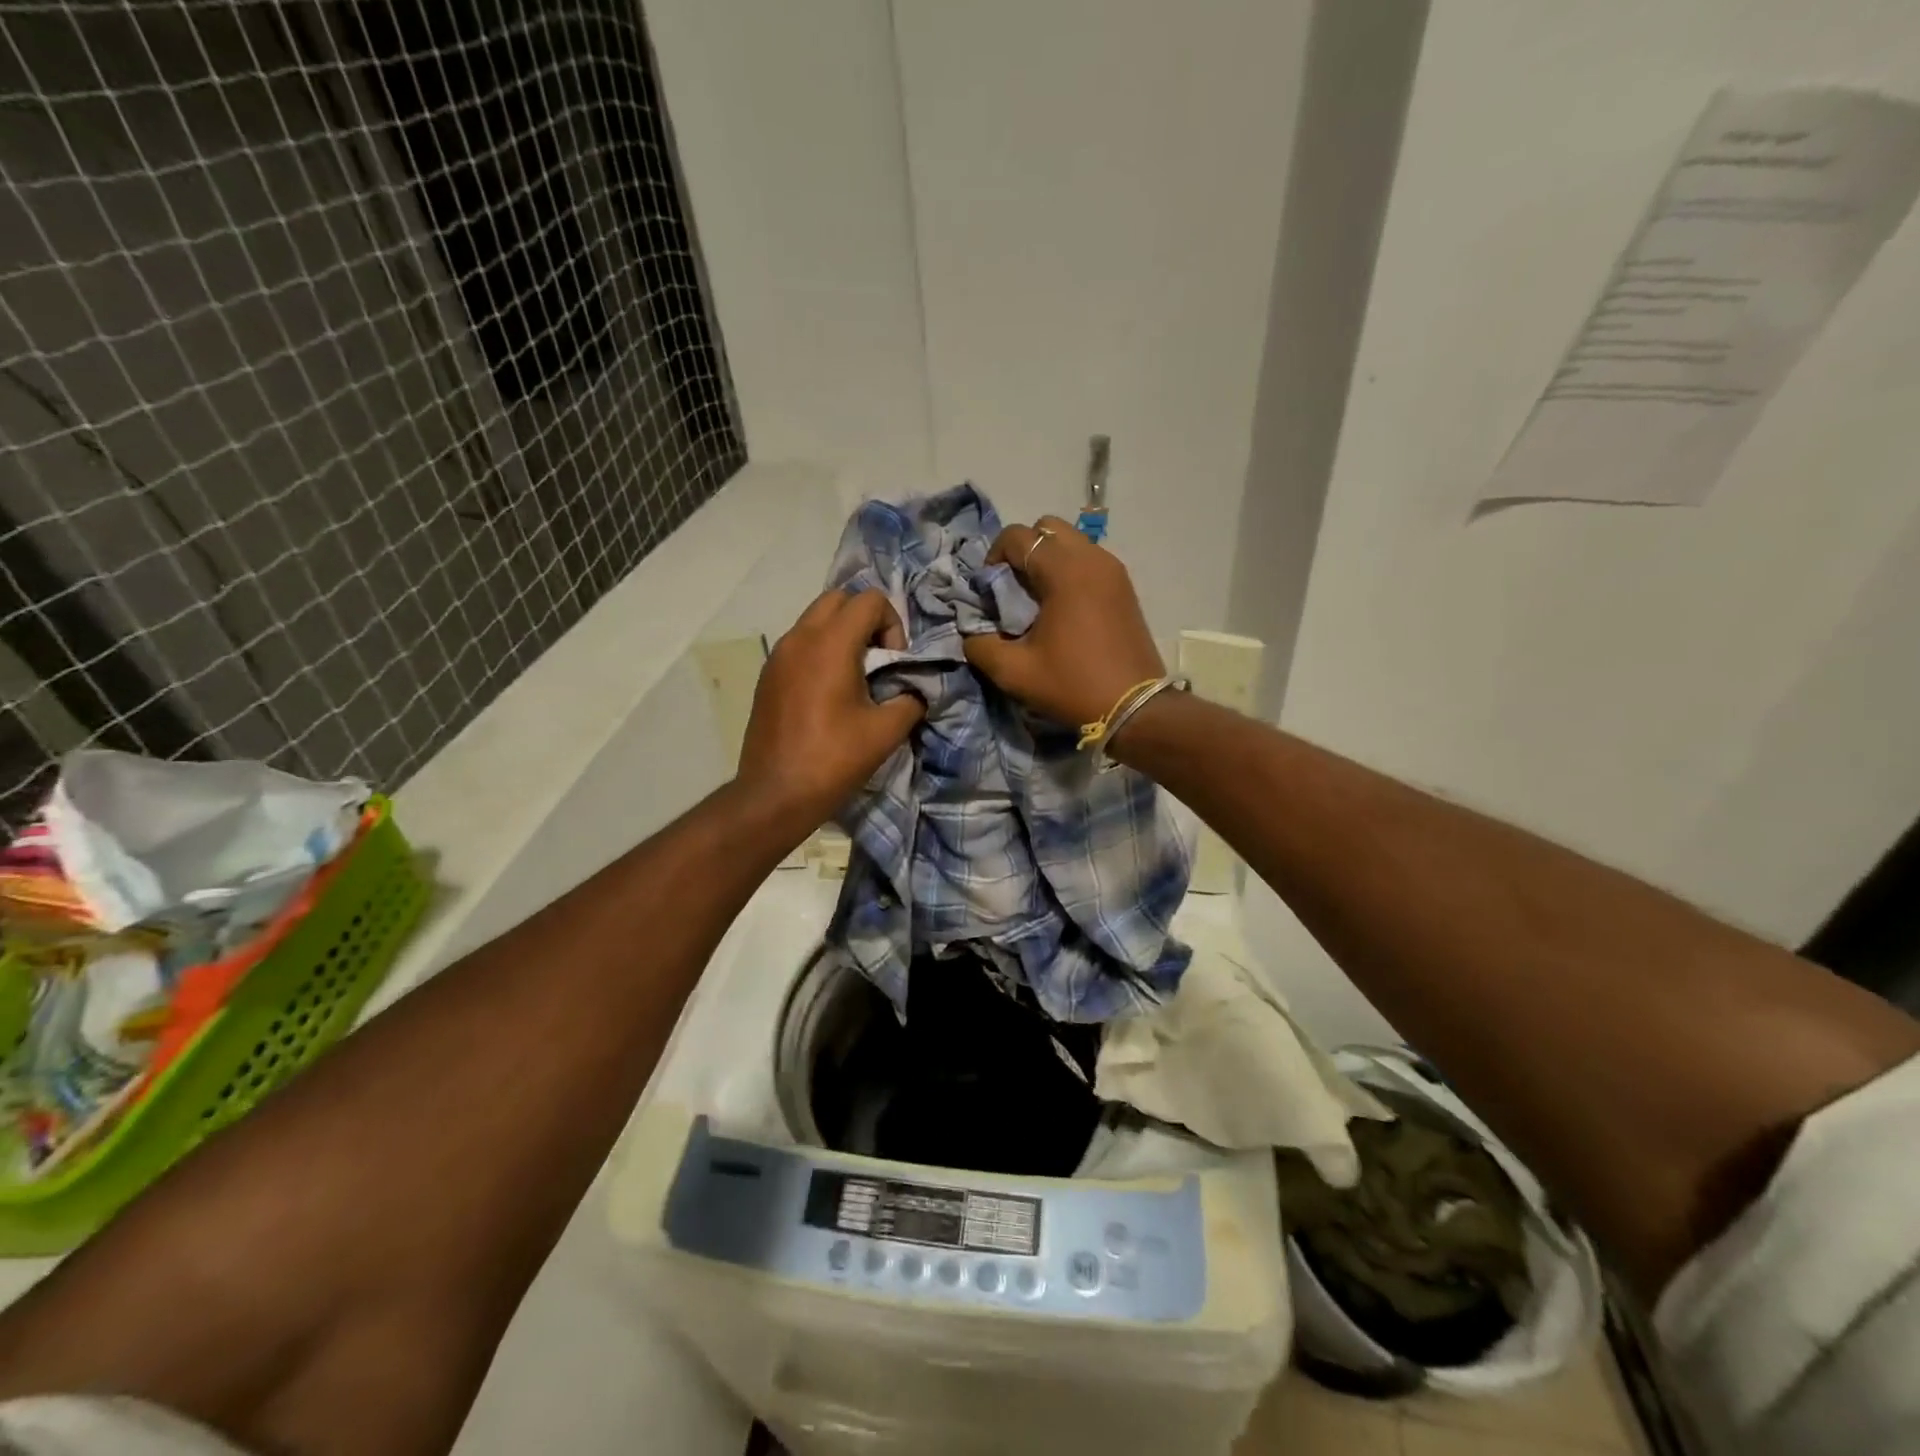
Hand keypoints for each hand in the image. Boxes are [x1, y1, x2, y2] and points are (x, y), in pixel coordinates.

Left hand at [737, 589, 924, 831]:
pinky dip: (821, 652)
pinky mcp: (768, 676)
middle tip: (877, 659)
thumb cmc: (833, 759)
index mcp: (830, 644)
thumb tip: (915, 691)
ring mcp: (778, 655)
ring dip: (841, 635)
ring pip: (815, 620)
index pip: (869, 599)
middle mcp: (800, 638)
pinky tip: (829, 694)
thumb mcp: (886, 731)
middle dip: (865, 620)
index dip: (892, 624)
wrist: (776, 794)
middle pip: (839, 599)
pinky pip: (800, 644)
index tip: (893, 662)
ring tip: (855, 677)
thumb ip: (910, 700)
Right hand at [963, 515, 1165, 727]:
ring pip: (1071, 542)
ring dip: (1048, 560)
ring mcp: (1113, 570)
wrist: (1135, 708)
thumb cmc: (1073, 685)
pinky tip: (1063, 610)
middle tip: (1014, 588)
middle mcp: (1092, 558)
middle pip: (1047, 528)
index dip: (994, 557)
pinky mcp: (1125, 587)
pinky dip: (1069, 572)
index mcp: (1064, 571)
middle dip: (1023, 550)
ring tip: (1038, 600)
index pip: (1018, 536)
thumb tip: (970, 634)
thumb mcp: (1014, 672)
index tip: (990, 591)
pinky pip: (1089, 561)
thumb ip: (980, 646)